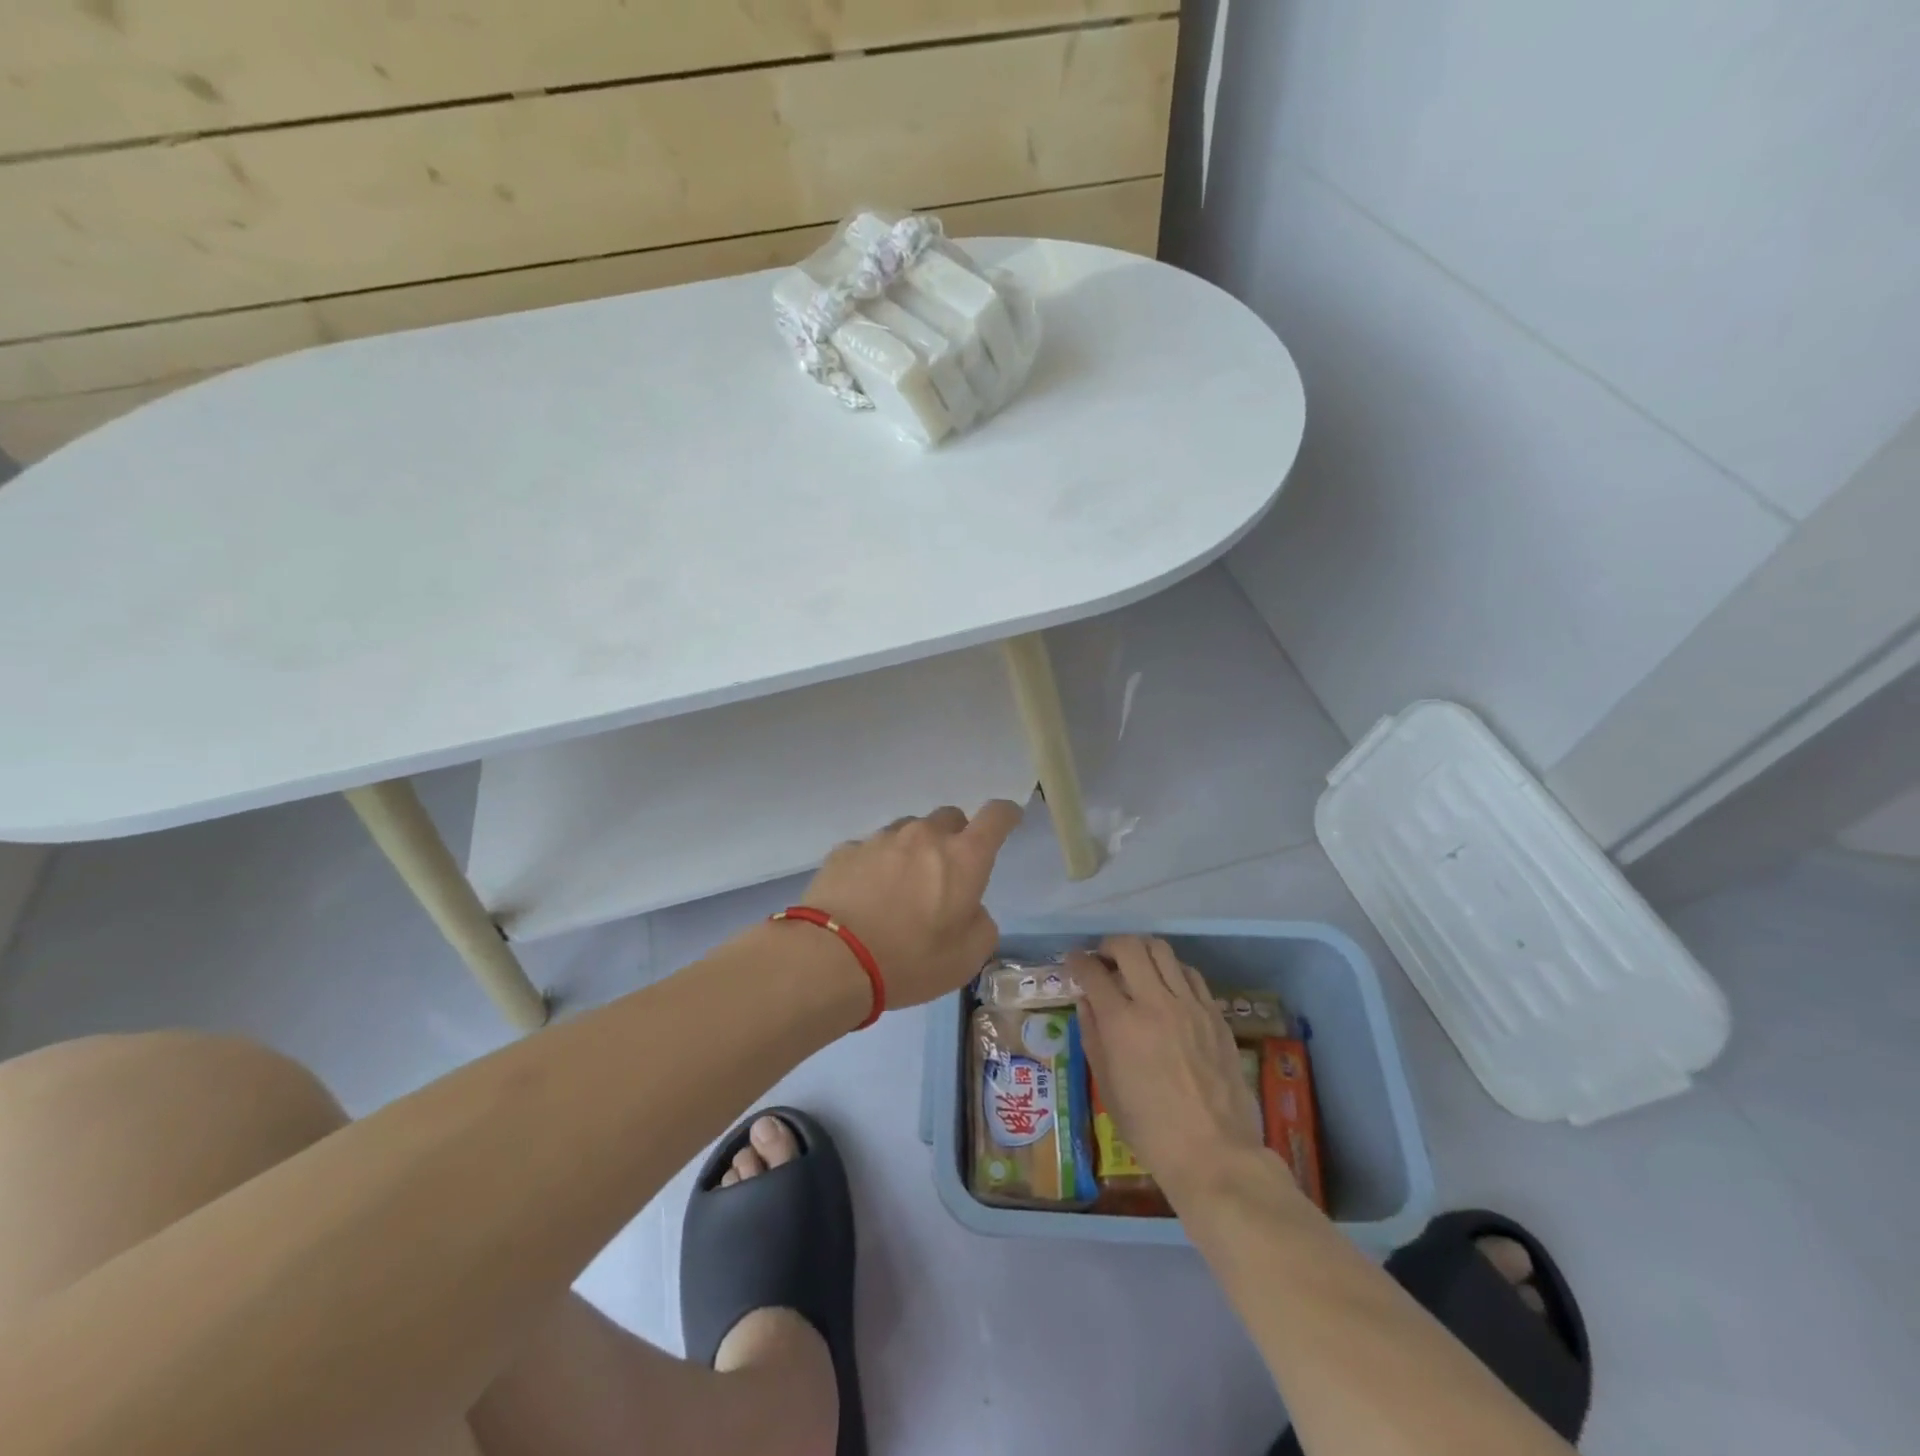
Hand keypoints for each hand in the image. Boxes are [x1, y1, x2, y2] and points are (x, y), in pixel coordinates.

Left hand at [799, 801, 1023, 1007]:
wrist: (832, 959)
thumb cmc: (910, 961)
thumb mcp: (967, 958)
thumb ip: (980, 924)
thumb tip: (969, 908)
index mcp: (963, 858)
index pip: (996, 816)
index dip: (1006, 815)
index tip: (1008, 819)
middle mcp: (924, 836)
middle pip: (950, 818)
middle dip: (954, 838)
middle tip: (946, 874)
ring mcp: (881, 839)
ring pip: (908, 832)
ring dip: (913, 851)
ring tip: (900, 889)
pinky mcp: (846, 850)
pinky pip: (871, 849)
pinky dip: (876, 866)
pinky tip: (865, 897)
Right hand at [1073, 935, 1268, 1202]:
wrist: (1214, 1153)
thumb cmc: (1150, 1129)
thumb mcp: (1107, 1086)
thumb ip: (1093, 1036)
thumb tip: (1086, 1002)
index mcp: (1122, 1024)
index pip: (1093, 972)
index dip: (1078, 961)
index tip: (1073, 961)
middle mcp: (1155, 1003)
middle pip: (1129, 947)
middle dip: (1109, 945)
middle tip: (1103, 958)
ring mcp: (1190, 1005)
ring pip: (1163, 950)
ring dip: (1142, 951)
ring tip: (1136, 966)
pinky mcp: (1215, 1014)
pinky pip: (1191, 974)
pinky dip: (1172, 971)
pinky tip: (1168, 987)